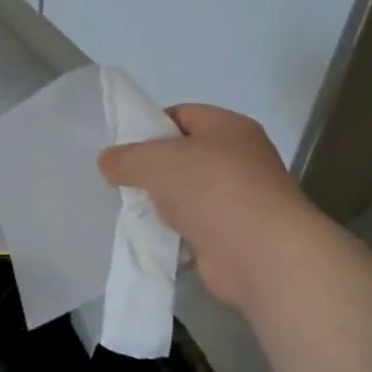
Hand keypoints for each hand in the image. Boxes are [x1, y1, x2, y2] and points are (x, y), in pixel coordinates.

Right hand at [99, 103, 325, 309]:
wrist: (262, 256)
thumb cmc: (212, 191)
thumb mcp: (156, 162)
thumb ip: (126, 158)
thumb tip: (108, 161)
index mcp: (229, 127)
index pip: (182, 115)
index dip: (150, 126)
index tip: (122, 148)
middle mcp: (241, 158)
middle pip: (184, 156)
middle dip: (153, 169)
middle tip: (122, 181)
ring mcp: (241, 199)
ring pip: (188, 194)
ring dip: (163, 203)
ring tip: (133, 211)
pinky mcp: (236, 235)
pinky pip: (195, 227)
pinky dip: (176, 232)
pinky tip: (154, 238)